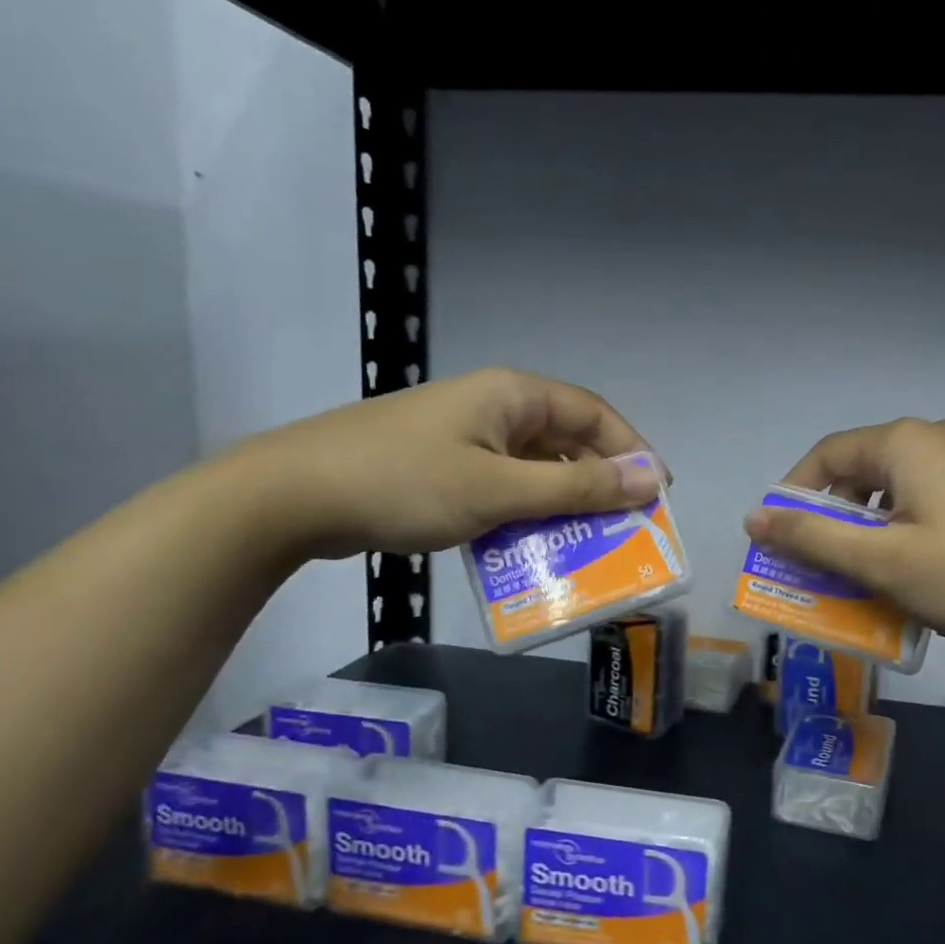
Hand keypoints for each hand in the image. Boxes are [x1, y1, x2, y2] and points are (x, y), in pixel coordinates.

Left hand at [235, 367, 661, 559]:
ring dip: (562, 505)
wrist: (289, 497)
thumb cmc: (404, 483)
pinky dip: (525, 514)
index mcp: (512, 395)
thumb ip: (577, 488)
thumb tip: (650, 478)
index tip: (656, 496)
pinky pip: (503, 486)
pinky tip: (530, 548)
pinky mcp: (442, 466)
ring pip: (534, 468)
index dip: (631, 451)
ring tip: (585, 545)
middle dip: (599, 485)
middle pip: (566, 442)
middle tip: (625, 529)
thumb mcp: (499, 490)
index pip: (594, 414)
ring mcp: (465, 437)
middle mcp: (494, 407)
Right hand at [744, 418, 944, 640]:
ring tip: (869, 572)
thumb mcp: (881, 560)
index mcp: (903, 443)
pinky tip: (918, 569)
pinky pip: (931, 499)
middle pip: (862, 471)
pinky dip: (907, 530)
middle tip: (822, 562)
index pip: (826, 455)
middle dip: (833, 517)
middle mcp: (935, 438)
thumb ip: (813, 537)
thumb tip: (754, 517)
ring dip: (871, 528)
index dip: (794, 494)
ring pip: (898, 489)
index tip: (781, 536)